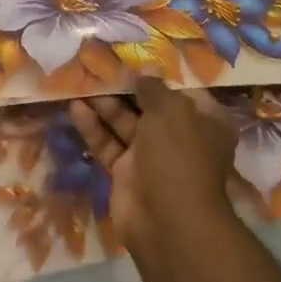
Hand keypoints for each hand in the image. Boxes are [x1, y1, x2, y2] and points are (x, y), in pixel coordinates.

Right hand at [68, 79, 239, 254]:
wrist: (167, 221)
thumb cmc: (179, 155)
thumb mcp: (171, 110)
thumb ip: (154, 87)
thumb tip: (147, 69)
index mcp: (205, 122)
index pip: (183, 91)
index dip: (160, 76)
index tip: (135, 60)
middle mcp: (180, 138)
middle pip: (149, 106)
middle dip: (126, 88)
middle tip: (100, 67)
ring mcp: (151, 157)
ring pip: (125, 124)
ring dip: (105, 104)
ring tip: (82, 82)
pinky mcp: (125, 174)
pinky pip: (108, 144)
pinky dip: (93, 127)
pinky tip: (75, 108)